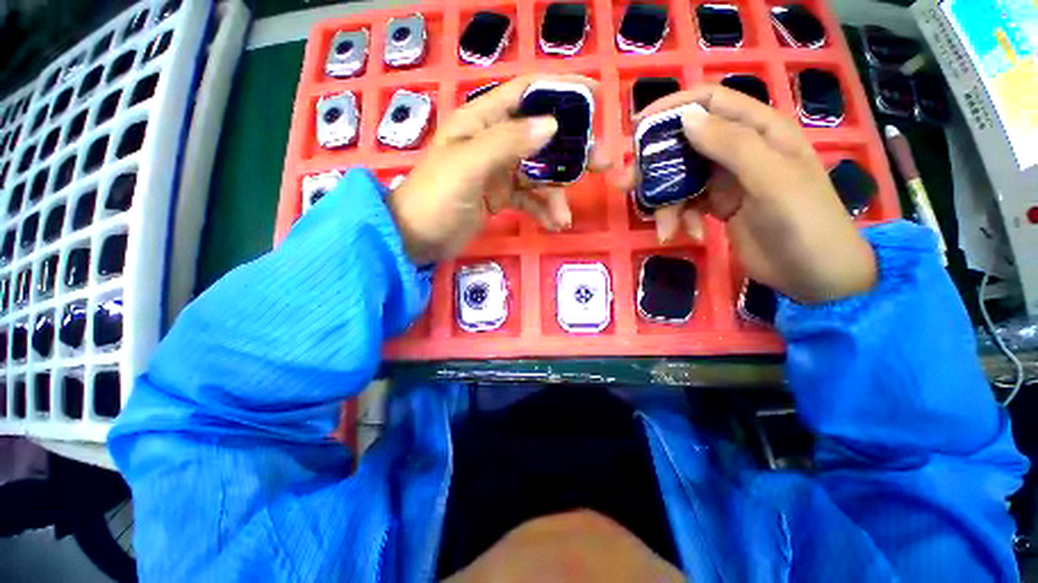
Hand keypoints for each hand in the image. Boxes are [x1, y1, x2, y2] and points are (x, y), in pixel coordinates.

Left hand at [388, 75, 608, 265]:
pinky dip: (543, 210)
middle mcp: (494, 141)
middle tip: (601, 164)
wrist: (416, 238)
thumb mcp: (467, 166)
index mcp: (482, 121)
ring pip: (539, 173)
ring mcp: (498, 171)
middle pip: (541, 136)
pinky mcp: (500, 197)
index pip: (526, 93)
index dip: (560, 91)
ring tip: (564, 216)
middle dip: (571, 151)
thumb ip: (507, 143)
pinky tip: (553, 224)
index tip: (595, 98)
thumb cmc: (435, 198)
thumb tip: (551, 126)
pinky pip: (530, 199)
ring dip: (556, 193)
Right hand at [620, 85, 876, 303]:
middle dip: (656, 165)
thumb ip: (731, 145)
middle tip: (628, 185)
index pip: (711, 103)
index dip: (673, 108)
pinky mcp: (719, 205)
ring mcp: (728, 179)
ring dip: (667, 203)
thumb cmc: (804, 221)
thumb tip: (686, 118)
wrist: (815, 275)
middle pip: (687, 144)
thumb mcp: (771, 179)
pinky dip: (682, 217)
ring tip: (665, 228)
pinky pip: (688, 203)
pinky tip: (691, 234)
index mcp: (761, 131)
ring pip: (682, 178)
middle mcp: (741, 150)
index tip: (637, 126)